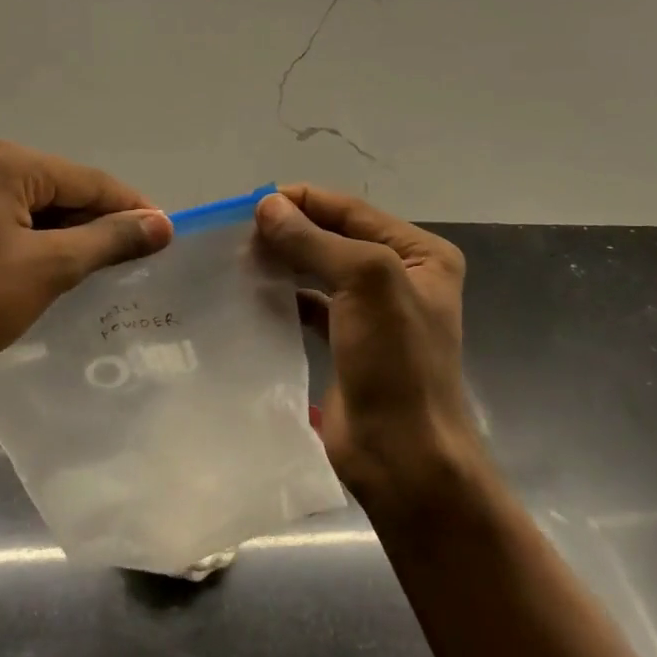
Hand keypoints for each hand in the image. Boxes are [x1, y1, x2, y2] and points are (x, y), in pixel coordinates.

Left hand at [0, 141, 172, 386]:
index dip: (132, 208)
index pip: (90, 180)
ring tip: (98, 271)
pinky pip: (7, 222)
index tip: (165, 238)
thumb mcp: (50, 268)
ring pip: (34, 208)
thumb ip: (108, 240)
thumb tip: (162, 223)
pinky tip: (49, 271)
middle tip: (133, 261)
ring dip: (68, 236)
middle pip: (62, 190)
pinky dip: (35, 243)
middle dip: (98, 223)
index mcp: (8, 164)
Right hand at [254, 185, 480, 511]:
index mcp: (419, 254)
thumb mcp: (364, 283)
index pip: (351, 210)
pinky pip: (310, 305)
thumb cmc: (395, 362)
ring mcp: (372, 312)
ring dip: (283, 261)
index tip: (249, 204)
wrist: (403, 455)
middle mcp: (399, 276)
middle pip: (334, 237)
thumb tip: (266, 205)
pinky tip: (253, 295)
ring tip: (238, 260)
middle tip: (238, 235)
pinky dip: (284, 296)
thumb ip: (314, 239)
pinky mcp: (346, 342)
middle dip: (289, 230)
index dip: (302, 201)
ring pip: (318, 270)